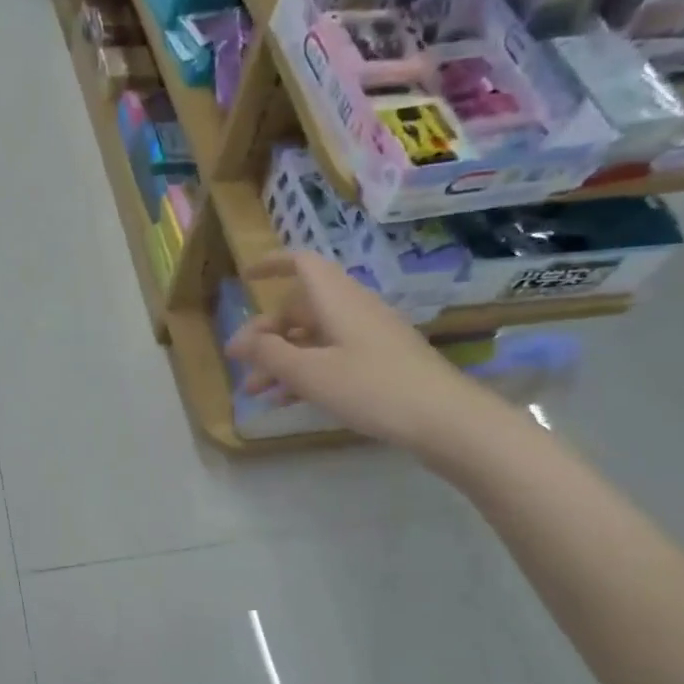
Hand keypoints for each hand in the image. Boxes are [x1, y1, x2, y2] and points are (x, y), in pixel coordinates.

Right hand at [226, 252, 485, 450]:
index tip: (245, 279)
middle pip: (299, 309)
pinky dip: (304, 373)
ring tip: (252, 391)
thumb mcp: (310, 373)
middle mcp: (351, 310)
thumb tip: (238, 340)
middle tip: (238, 361)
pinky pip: (329, 358)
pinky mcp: (378, 363)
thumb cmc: (372, 388)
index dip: (271, 265)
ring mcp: (367, 337)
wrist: (445, 420)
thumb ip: (269, 354)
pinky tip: (284, 401)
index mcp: (337, 300)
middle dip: (264, 333)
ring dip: (280, 360)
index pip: (301, 264)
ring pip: (311, 339)